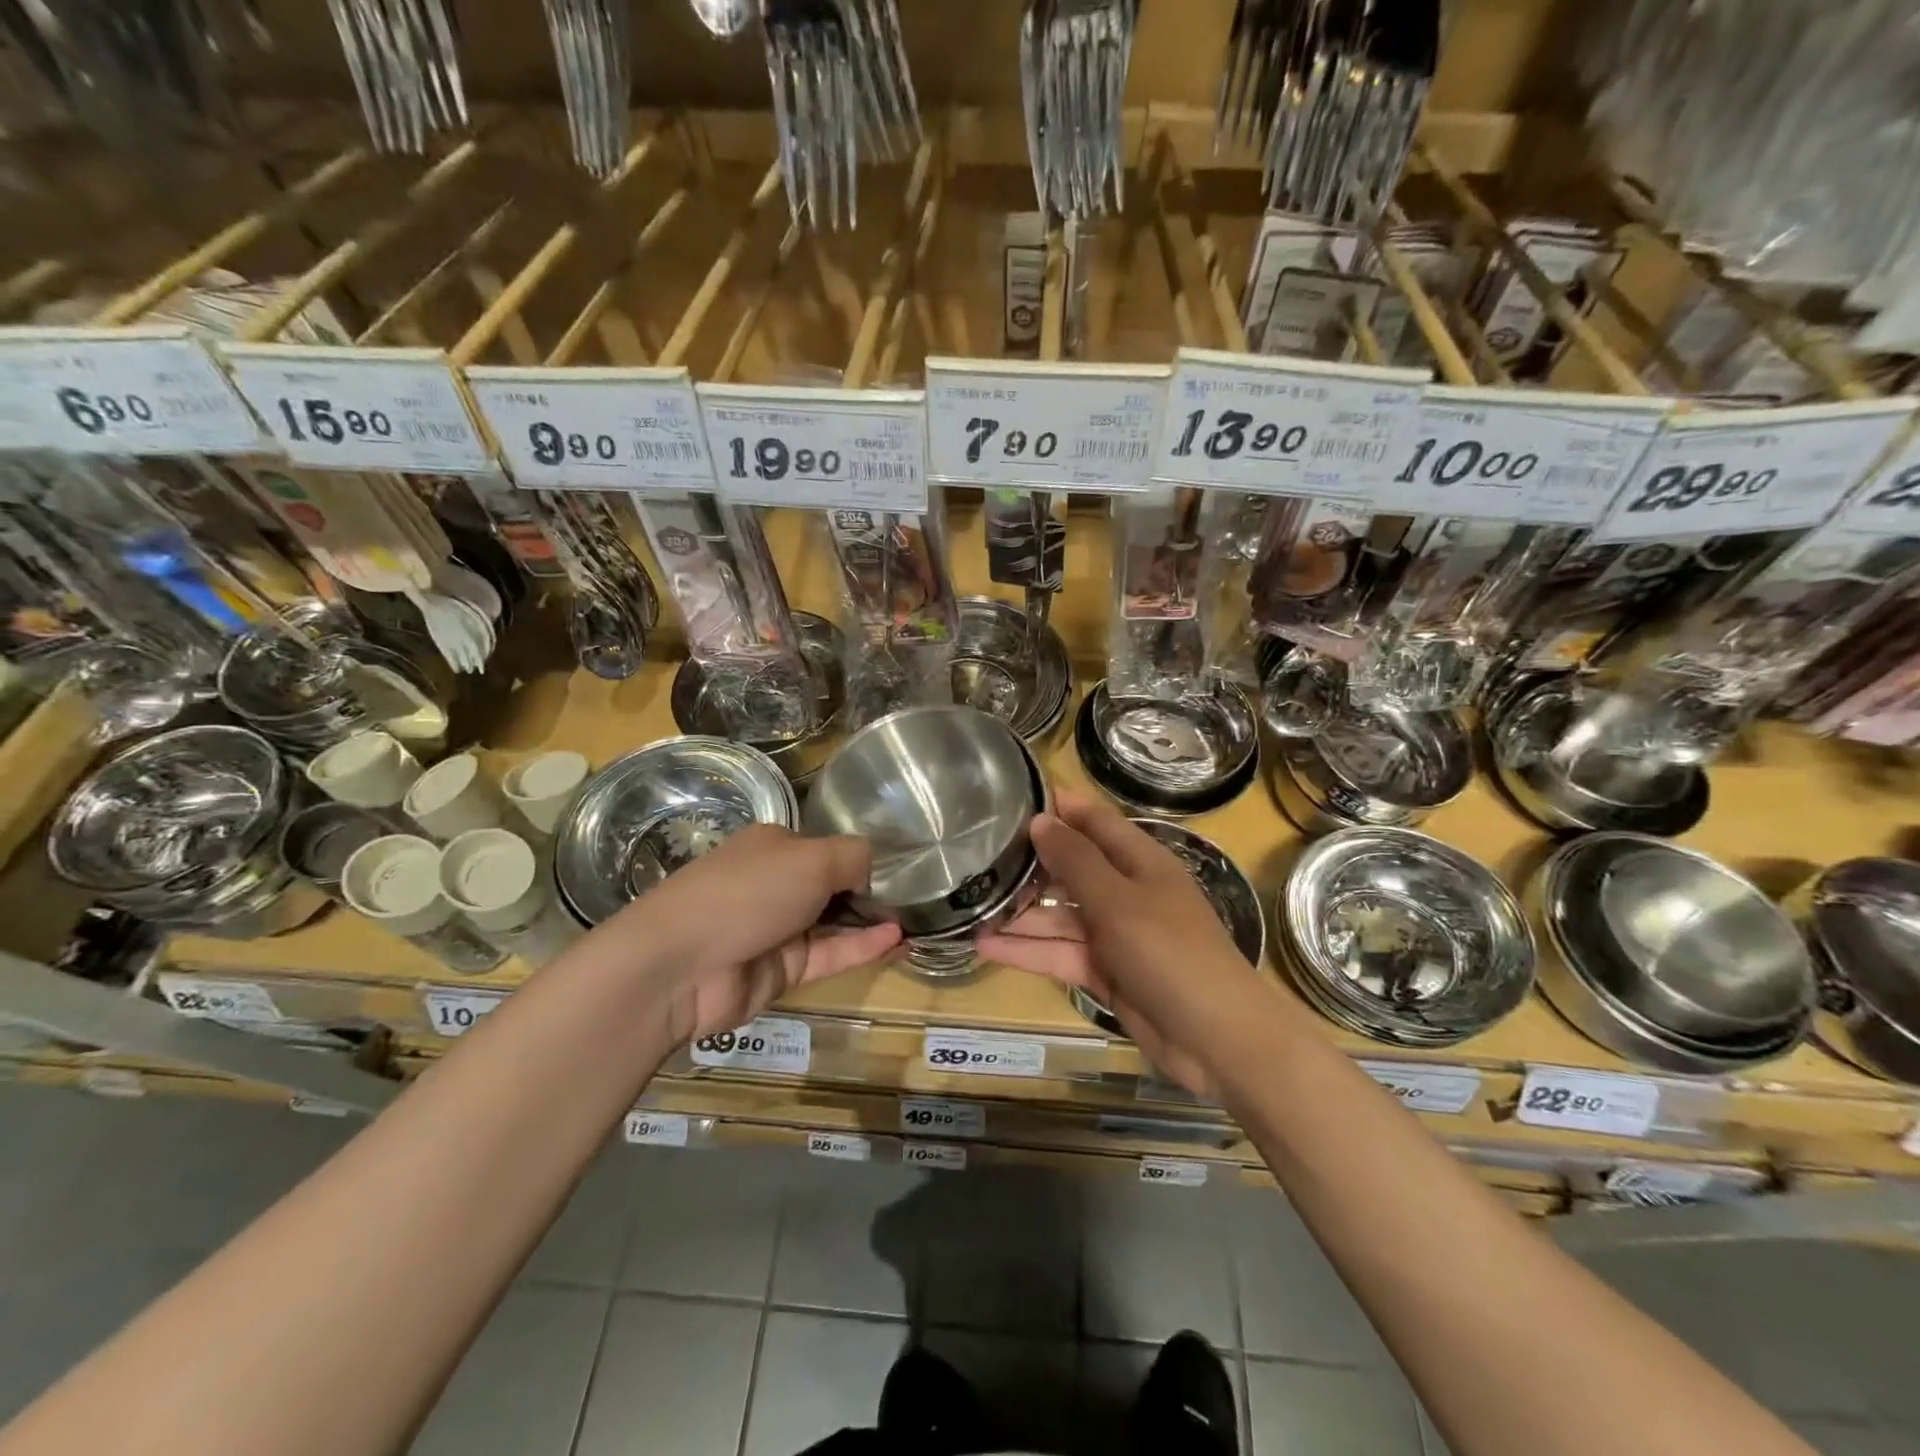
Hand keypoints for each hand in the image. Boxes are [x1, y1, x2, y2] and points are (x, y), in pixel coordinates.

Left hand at [607, 824, 900, 1044]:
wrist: (680, 966)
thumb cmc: (748, 892)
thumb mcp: (811, 858)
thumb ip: (853, 858)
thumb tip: (870, 873)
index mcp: (774, 847)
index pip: (827, 849)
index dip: (860, 860)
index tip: (898, 871)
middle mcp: (776, 884)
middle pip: (832, 887)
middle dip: (870, 893)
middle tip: (918, 899)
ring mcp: (778, 929)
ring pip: (835, 924)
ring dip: (873, 922)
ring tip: (918, 922)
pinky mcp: (782, 970)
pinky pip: (830, 955)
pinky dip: (862, 947)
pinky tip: (897, 941)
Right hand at [978, 792, 1260, 1094]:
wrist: (1217, 1040)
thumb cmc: (1171, 954)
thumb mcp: (1119, 901)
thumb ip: (1076, 861)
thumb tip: (1041, 819)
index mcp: (1139, 861)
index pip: (1094, 819)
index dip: (1058, 805)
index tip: (1010, 796)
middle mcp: (1125, 891)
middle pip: (1071, 867)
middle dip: (1029, 861)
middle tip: (974, 854)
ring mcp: (1114, 934)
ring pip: (1059, 914)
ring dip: (1019, 911)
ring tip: (968, 903)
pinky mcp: (1104, 972)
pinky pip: (1059, 953)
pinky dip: (1026, 950)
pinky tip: (984, 945)